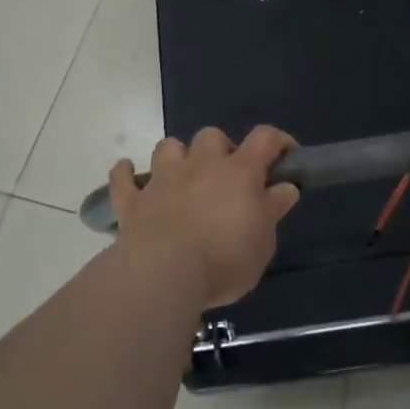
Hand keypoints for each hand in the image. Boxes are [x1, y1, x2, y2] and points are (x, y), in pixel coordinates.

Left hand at [108, 127, 299, 309]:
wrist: (165, 272)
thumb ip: (273, 209)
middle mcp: (201, 165)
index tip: (286, 155)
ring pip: (168, 147)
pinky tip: (128, 173)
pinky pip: (123, 178)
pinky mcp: (133, 201)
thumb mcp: (264, 240)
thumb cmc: (225, 257)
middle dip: (221, 149)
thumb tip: (284, 187)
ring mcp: (163, 179)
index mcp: (240, 171)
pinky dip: (125, 174)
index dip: (278, 141)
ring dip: (177, 155)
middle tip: (228, 177)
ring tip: (183, 175)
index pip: (264, 138)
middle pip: (212, 136)